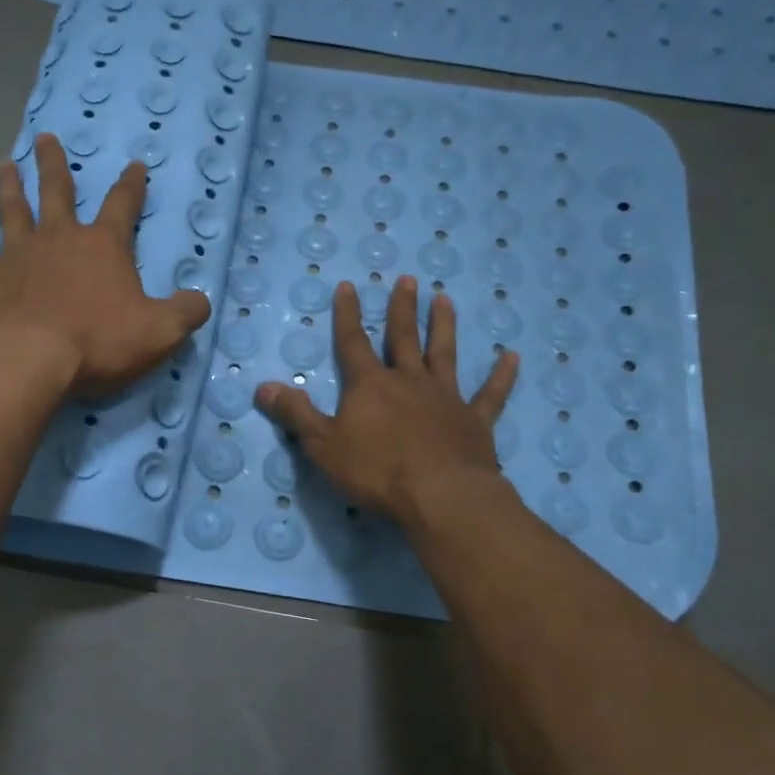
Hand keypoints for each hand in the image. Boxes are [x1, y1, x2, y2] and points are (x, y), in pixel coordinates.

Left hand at [0, 134, 211, 397]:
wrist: (30, 359)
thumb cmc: (99, 341)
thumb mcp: (160, 331)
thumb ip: (186, 312)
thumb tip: (201, 301)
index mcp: (103, 246)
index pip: (123, 205)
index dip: (132, 185)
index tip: (135, 165)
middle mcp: (60, 239)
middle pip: (57, 192)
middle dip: (54, 165)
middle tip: (46, 139)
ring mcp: (20, 255)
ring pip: (14, 211)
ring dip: (9, 187)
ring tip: (3, 165)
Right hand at [254, 275, 517, 523]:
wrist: (440, 496)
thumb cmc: (376, 471)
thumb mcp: (323, 446)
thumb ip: (296, 414)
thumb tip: (263, 386)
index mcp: (370, 386)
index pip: (353, 342)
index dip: (348, 315)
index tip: (349, 285)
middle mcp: (409, 381)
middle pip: (403, 338)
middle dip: (402, 309)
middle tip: (407, 279)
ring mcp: (445, 398)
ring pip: (444, 354)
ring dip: (444, 327)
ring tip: (445, 299)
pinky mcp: (475, 421)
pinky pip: (490, 394)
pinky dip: (501, 376)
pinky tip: (511, 357)